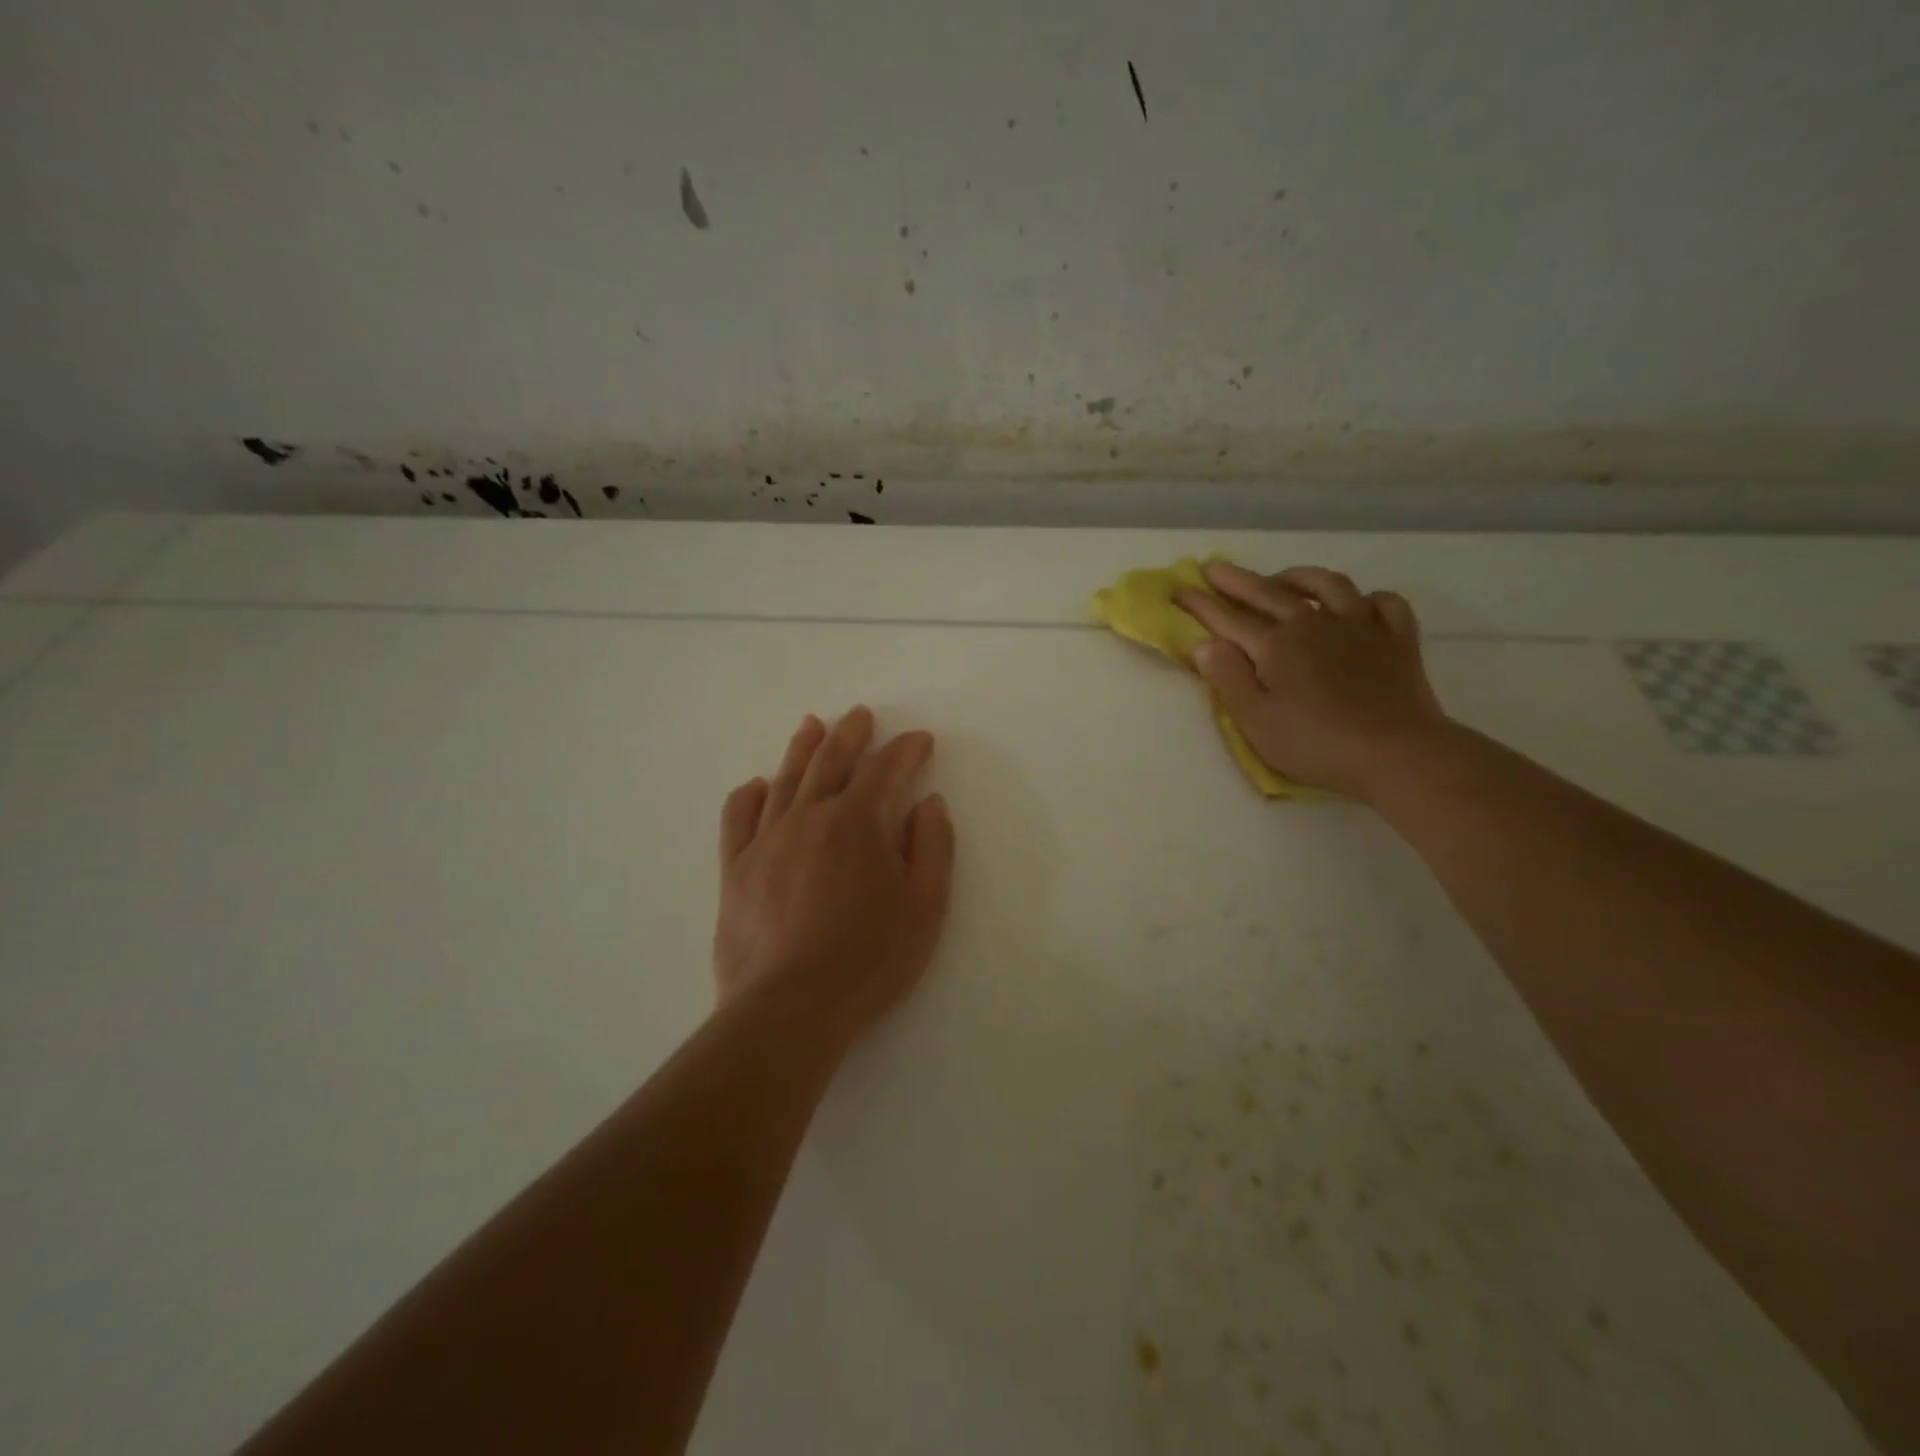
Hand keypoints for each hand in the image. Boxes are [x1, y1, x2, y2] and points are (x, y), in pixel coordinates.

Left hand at [713, 707, 955, 1049]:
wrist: (789, 1008)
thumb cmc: (869, 959)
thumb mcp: (925, 907)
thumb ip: (932, 847)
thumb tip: (928, 802)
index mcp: (858, 822)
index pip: (886, 769)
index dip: (906, 750)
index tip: (920, 741)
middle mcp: (809, 817)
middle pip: (832, 761)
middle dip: (851, 734)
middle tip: (861, 715)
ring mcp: (766, 840)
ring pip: (786, 779)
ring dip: (803, 748)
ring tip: (812, 724)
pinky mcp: (735, 869)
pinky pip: (739, 818)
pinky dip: (750, 795)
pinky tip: (759, 786)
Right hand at [1175, 563, 1449, 800]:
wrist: (1396, 753)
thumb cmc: (1316, 743)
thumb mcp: (1256, 721)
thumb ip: (1228, 679)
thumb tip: (1205, 645)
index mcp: (1276, 646)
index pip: (1228, 619)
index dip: (1200, 604)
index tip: (1178, 589)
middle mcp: (1314, 624)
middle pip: (1269, 593)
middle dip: (1237, 580)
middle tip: (1214, 569)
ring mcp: (1360, 627)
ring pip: (1328, 586)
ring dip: (1299, 577)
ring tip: (1284, 579)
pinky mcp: (1397, 640)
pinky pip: (1385, 604)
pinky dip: (1369, 599)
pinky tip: (1359, 606)